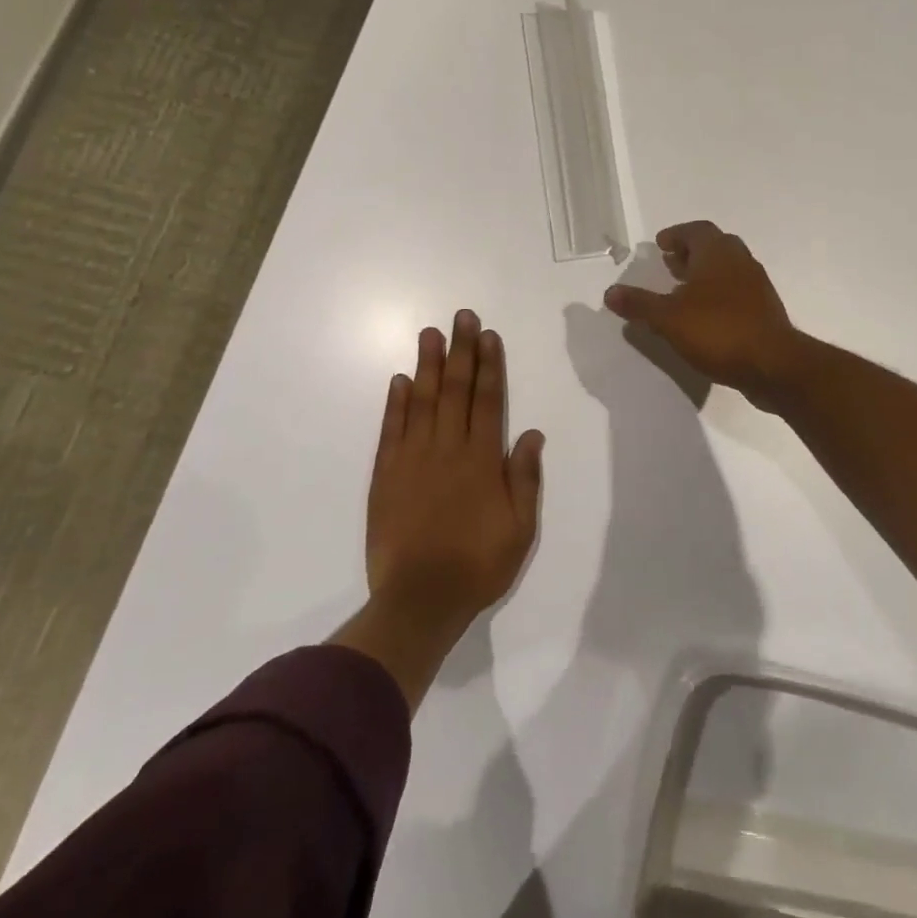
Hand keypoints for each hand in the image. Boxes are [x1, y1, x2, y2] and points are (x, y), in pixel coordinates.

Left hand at [336, 310, 543, 707]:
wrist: (419, 600)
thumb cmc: (478, 565)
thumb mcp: (520, 528)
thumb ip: (524, 478)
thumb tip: (531, 433)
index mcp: (482, 460)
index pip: (487, 400)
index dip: (489, 365)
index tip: (488, 335)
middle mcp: (447, 449)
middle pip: (455, 390)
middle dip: (460, 350)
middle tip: (461, 316)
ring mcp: (412, 460)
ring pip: (421, 401)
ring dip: (427, 365)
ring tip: (430, 333)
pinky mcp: (385, 476)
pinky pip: (391, 430)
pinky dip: (394, 403)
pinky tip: (399, 380)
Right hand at [603, 222, 801, 408]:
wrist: (773, 365)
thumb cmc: (718, 331)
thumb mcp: (669, 319)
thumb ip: (639, 304)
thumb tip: (610, 293)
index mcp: (718, 253)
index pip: (696, 231)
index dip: (676, 235)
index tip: (660, 245)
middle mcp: (741, 261)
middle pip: (714, 247)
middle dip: (690, 253)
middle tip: (669, 265)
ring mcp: (757, 286)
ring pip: (727, 270)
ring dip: (705, 275)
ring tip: (681, 293)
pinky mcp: (764, 310)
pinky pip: (736, 292)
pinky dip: (717, 295)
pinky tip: (704, 318)